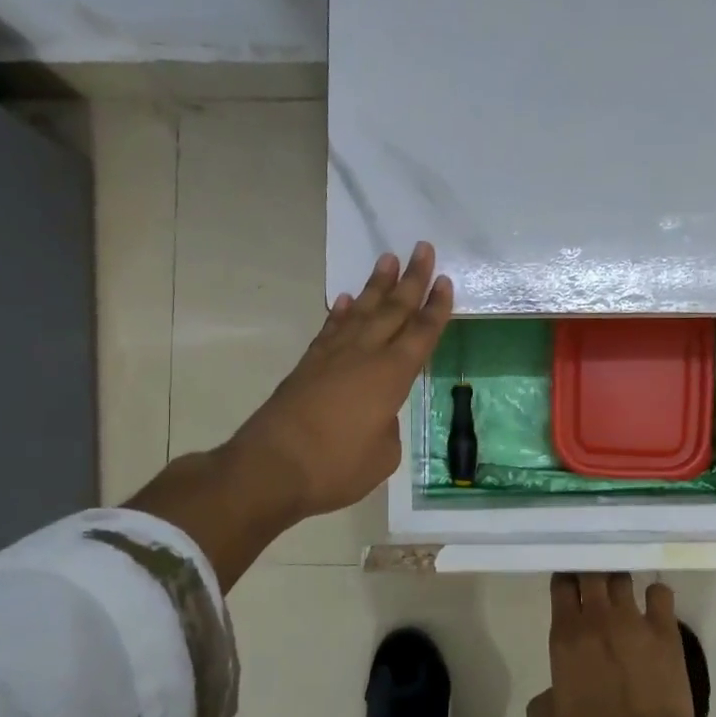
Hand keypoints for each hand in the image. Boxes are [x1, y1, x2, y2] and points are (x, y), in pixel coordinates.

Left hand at [229, 242, 452, 520]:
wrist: (271, 468)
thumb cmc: (336, 467)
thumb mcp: (382, 457)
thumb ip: (387, 429)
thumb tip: (377, 415)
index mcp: (391, 376)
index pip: (421, 334)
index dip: (435, 308)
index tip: (444, 281)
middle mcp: (364, 355)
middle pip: (394, 310)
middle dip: (412, 279)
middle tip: (423, 248)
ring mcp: (332, 357)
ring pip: (361, 311)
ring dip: (376, 285)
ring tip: (388, 259)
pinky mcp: (308, 365)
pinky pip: (330, 329)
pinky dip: (341, 313)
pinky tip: (346, 300)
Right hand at [526, 573, 695, 716]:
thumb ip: (543, 696)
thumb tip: (552, 689)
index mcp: (565, 635)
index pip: (562, 585)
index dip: (565, 581)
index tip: (568, 586)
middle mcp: (597, 617)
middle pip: (591, 572)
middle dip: (590, 573)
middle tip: (593, 585)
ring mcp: (633, 620)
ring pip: (622, 578)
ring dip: (618, 581)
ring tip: (621, 593)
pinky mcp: (665, 630)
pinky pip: (659, 593)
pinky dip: (655, 594)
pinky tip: (653, 605)